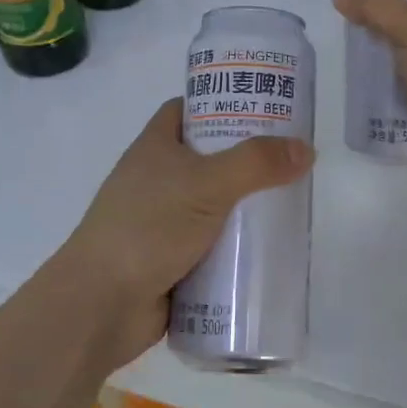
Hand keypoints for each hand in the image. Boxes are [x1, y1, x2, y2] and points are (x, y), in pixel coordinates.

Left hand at [56, 98, 314, 368]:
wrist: (101, 304)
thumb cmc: (148, 227)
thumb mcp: (206, 184)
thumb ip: (256, 164)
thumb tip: (305, 149)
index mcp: (155, 147)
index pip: (188, 109)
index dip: (221, 103)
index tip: (262, 107)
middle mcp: (158, 179)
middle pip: (209, 157)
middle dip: (247, 158)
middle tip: (291, 158)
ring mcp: (164, 221)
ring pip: (214, 204)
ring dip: (246, 206)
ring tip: (292, 202)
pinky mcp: (172, 260)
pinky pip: (213, 244)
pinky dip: (237, 246)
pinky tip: (270, 248)